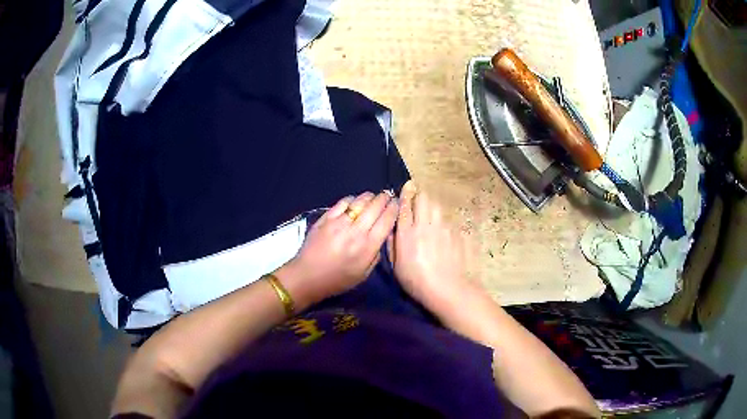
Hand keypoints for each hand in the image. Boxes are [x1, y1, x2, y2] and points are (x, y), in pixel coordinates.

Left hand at [277, 192, 398, 307]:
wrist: (308, 276)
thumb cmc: (337, 280)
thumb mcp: (364, 274)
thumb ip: (376, 254)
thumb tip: (382, 235)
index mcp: (368, 247)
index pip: (387, 220)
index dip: (394, 209)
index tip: (397, 204)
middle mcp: (356, 231)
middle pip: (376, 206)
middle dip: (385, 198)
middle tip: (388, 197)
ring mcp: (340, 222)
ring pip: (361, 201)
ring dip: (370, 197)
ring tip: (373, 198)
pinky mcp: (326, 218)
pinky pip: (343, 202)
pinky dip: (353, 199)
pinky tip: (355, 202)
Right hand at [390, 181, 470, 311]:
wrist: (447, 289)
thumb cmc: (416, 282)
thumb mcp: (397, 267)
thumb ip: (392, 245)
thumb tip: (391, 230)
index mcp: (407, 233)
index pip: (405, 205)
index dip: (406, 194)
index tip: (407, 186)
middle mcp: (425, 225)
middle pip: (424, 199)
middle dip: (420, 196)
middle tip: (418, 202)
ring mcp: (443, 228)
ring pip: (437, 206)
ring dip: (432, 206)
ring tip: (431, 214)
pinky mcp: (457, 234)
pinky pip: (448, 220)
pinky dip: (443, 222)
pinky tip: (443, 233)